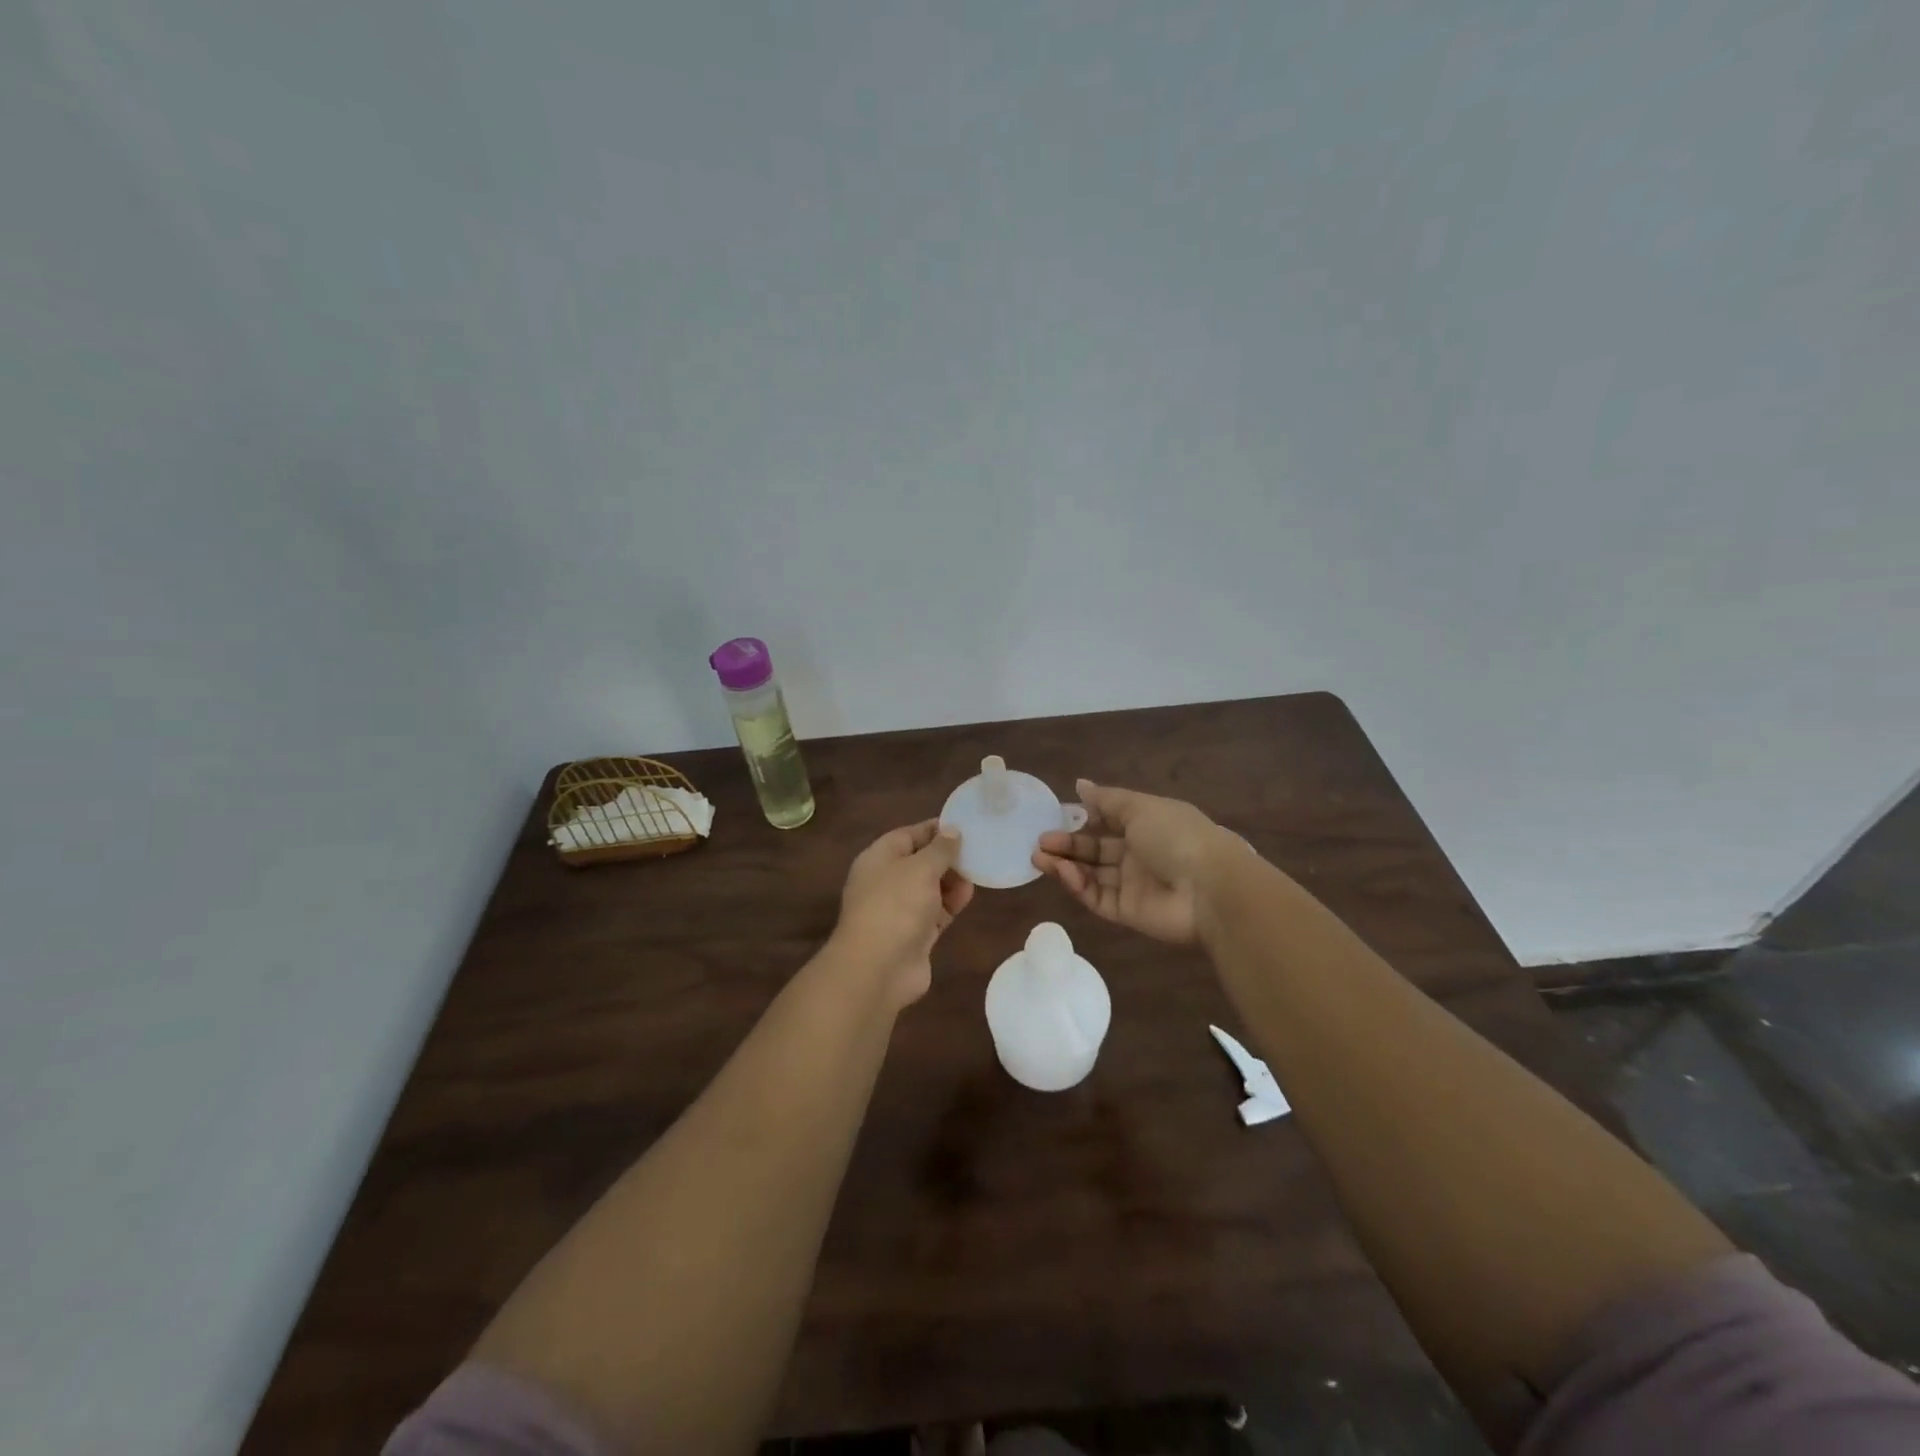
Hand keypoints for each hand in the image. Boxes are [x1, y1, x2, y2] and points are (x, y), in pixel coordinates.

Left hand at [831, 820, 973, 1008]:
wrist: (878, 968)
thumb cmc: (896, 905)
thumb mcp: (921, 867)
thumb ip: (940, 849)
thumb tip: (952, 830)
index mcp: (878, 858)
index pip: (908, 835)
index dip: (935, 829)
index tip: (964, 826)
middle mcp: (886, 881)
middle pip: (920, 861)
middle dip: (947, 857)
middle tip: (977, 851)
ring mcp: (899, 910)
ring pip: (930, 888)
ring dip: (952, 881)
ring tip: (976, 874)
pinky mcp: (914, 934)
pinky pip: (936, 912)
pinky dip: (951, 903)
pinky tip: (968, 897)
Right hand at [1032, 780, 1234, 943]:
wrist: (1209, 888)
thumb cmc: (1176, 835)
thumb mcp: (1139, 807)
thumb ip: (1106, 800)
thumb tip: (1079, 784)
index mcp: (1147, 825)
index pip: (1108, 822)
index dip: (1083, 819)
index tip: (1057, 816)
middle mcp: (1139, 854)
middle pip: (1096, 850)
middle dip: (1067, 845)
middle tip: (1039, 842)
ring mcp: (1133, 885)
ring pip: (1091, 874)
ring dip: (1065, 865)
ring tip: (1038, 857)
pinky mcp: (1127, 912)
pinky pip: (1097, 897)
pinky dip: (1078, 885)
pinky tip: (1062, 871)